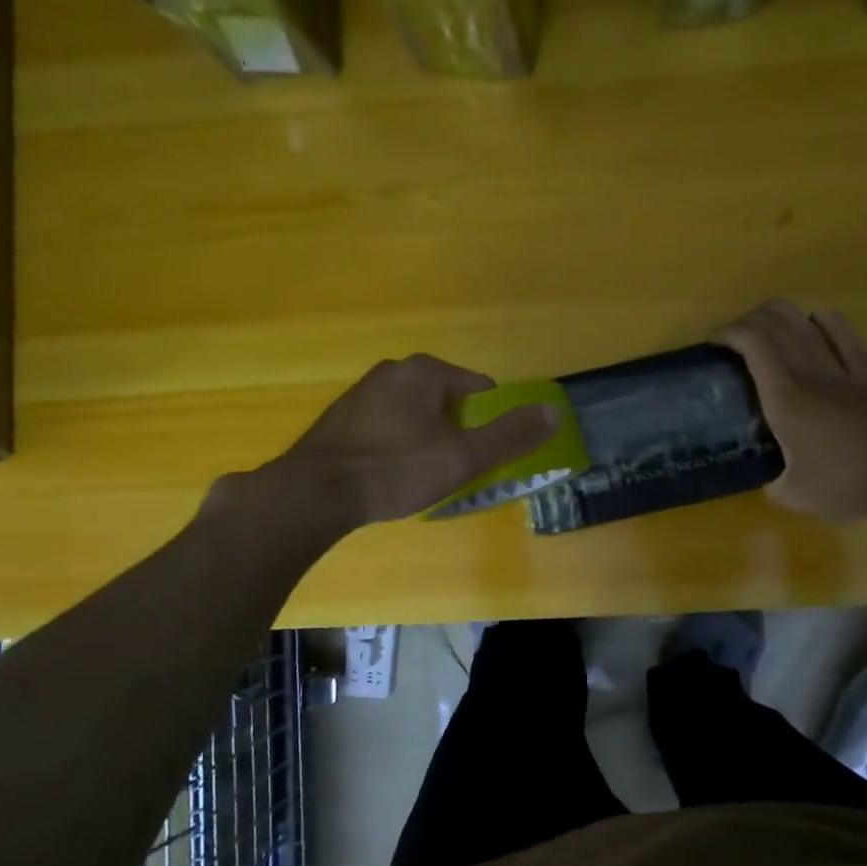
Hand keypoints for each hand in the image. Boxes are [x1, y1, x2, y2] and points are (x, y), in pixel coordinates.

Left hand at [224, 354, 558, 534]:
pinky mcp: (343, 419)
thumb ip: (510, 435)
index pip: (481, 389)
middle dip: (459, 433)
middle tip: (454, 471)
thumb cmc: (394, 470)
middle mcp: (393, 370)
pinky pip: (389, 427)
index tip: (482, 456)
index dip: (490, 424)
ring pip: (418, 416)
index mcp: (425, 371)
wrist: (312, 494)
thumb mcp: (462, 458)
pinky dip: (399, 447)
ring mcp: (363, 393)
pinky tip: (390, 477)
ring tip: (421, 478)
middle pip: (450, 402)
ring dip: (429, 441)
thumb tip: (554, 411)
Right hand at [713, 300, 866, 521]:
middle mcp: (810, 373)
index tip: (713, 343)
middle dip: (748, 319)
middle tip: (734, 339)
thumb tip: (772, 481)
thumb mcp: (793, 495)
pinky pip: (845, 336)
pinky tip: (817, 319)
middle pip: (776, 322)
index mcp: (784, 396)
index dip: (728, 332)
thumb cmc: (843, 483)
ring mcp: (842, 371)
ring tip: (766, 326)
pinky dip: (827, 321)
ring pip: (807, 323)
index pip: (752, 343)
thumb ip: (774, 484)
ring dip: (781, 314)